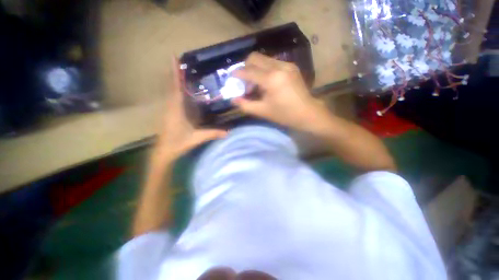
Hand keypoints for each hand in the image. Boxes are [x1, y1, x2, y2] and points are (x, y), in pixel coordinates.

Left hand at [152, 57, 226, 165]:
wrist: (163, 152)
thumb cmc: (178, 144)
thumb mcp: (197, 138)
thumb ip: (212, 134)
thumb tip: (228, 132)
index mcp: (176, 110)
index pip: (176, 88)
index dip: (175, 73)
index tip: (173, 58)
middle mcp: (170, 107)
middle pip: (171, 86)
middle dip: (174, 73)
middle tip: (178, 60)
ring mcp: (167, 110)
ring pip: (169, 91)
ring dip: (173, 80)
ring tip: (179, 71)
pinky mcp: (167, 113)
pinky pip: (171, 98)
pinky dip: (174, 90)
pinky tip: (180, 90)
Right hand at [232, 52, 327, 130]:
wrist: (307, 113)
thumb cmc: (284, 114)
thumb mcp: (263, 111)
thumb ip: (245, 105)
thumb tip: (233, 99)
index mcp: (271, 79)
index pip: (249, 71)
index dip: (238, 74)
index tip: (231, 77)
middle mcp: (279, 67)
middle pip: (254, 58)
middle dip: (246, 68)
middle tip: (246, 83)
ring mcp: (286, 64)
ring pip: (263, 59)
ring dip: (255, 69)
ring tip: (257, 85)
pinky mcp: (291, 66)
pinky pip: (272, 63)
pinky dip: (265, 70)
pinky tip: (267, 83)